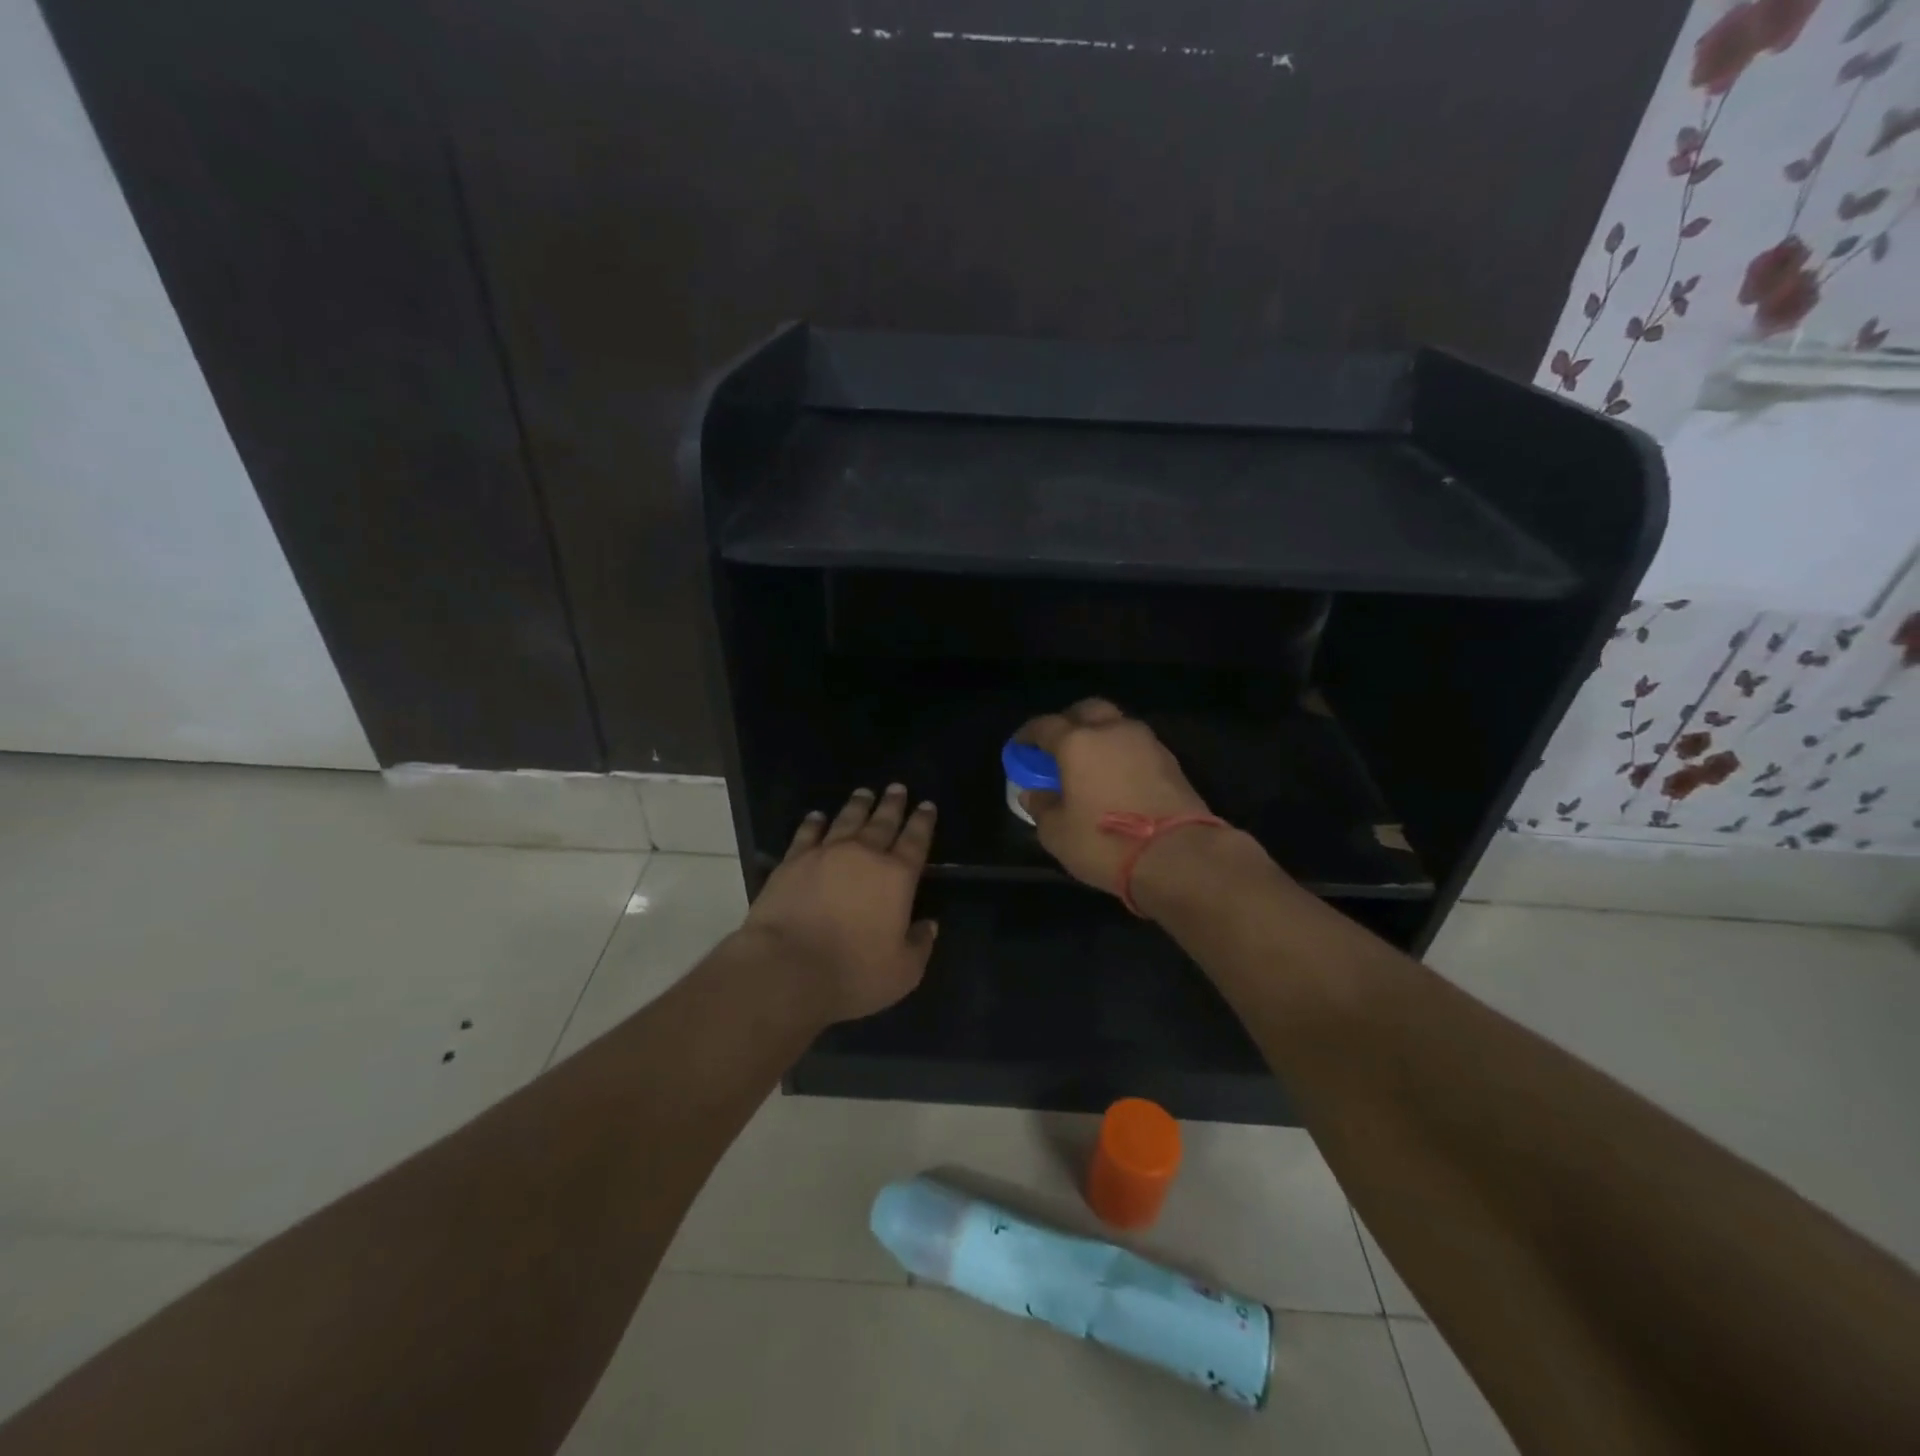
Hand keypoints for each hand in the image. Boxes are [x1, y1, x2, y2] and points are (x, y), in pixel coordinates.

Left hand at [738, 785, 938, 1023]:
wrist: (787, 968)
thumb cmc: (853, 973)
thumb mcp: (903, 971)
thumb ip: (920, 945)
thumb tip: (929, 925)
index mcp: (897, 876)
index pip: (916, 841)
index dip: (923, 822)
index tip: (927, 805)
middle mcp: (864, 855)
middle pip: (883, 821)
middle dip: (893, 804)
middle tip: (898, 787)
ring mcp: (825, 853)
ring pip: (846, 820)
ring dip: (858, 805)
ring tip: (864, 793)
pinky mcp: (792, 861)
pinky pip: (807, 833)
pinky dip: (814, 822)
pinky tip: (817, 816)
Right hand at [1014, 698, 1215, 896]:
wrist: (1179, 855)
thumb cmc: (1105, 843)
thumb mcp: (1057, 833)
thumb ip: (1042, 807)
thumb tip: (1034, 794)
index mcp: (1078, 742)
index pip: (1044, 725)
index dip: (1028, 735)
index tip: (1020, 749)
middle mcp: (1113, 731)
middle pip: (1087, 710)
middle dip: (1069, 722)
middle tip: (1059, 746)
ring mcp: (1147, 743)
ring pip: (1117, 725)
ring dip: (1101, 737)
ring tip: (1091, 764)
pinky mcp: (1171, 762)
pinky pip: (1137, 747)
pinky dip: (1123, 755)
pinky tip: (1118, 779)